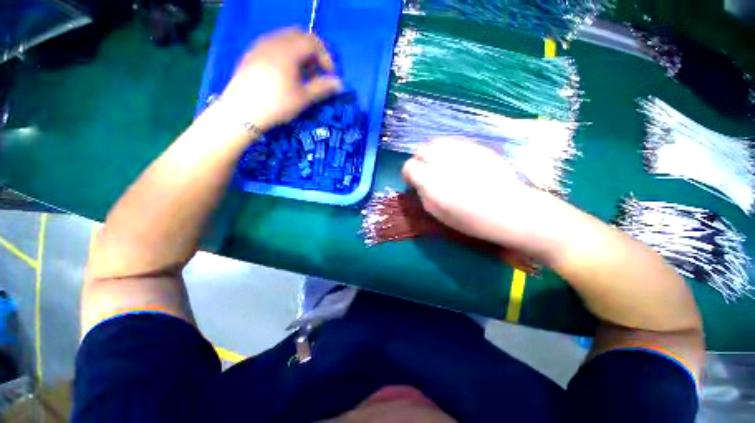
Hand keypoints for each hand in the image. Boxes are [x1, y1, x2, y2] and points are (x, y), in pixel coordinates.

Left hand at [220, 28, 342, 132]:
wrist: (243, 111)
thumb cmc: (277, 104)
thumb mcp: (304, 98)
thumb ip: (323, 87)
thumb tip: (339, 83)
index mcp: (288, 50)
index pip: (313, 41)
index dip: (325, 56)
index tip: (329, 73)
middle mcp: (273, 41)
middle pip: (299, 35)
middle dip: (312, 51)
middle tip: (317, 71)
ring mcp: (260, 45)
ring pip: (285, 39)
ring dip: (299, 52)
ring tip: (302, 74)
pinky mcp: (251, 54)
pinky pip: (273, 45)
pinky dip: (285, 53)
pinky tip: (285, 73)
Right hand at [402, 137, 561, 257]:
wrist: (510, 210)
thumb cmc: (470, 219)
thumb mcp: (437, 213)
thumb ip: (423, 193)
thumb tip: (419, 182)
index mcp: (431, 180)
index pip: (409, 166)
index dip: (409, 174)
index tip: (414, 182)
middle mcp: (443, 161)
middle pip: (421, 149)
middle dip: (419, 160)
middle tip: (427, 172)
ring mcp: (461, 150)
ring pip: (436, 142)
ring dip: (433, 153)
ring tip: (440, 164)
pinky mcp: (476, 146)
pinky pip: (453, 141)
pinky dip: (448, 149)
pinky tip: (456, 160)